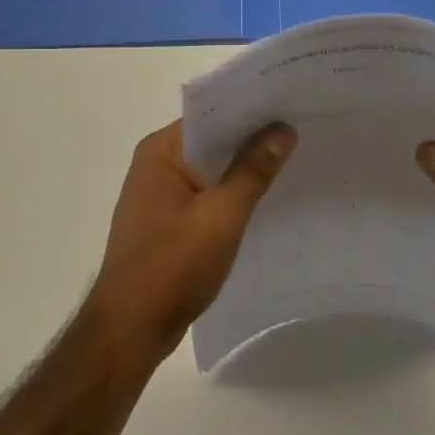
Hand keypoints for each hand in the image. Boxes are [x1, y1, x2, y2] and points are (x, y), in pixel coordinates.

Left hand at [87, 120, 295, 362]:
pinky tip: (268, 199)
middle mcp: (157, 164)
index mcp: (161, 152)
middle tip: (304, 129)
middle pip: (213, 140)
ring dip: (245, 168)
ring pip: (212, 170)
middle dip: (254, 138)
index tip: (292, 103)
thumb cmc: (172, 267)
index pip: (211, 115)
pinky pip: (207, 195)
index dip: (251, 109)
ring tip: (296, 159)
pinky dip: (233, 194)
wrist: (130, 330)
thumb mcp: (221, 216)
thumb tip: (283, 129)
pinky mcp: (168, 221)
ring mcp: (160, 195)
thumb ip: (253, 171)